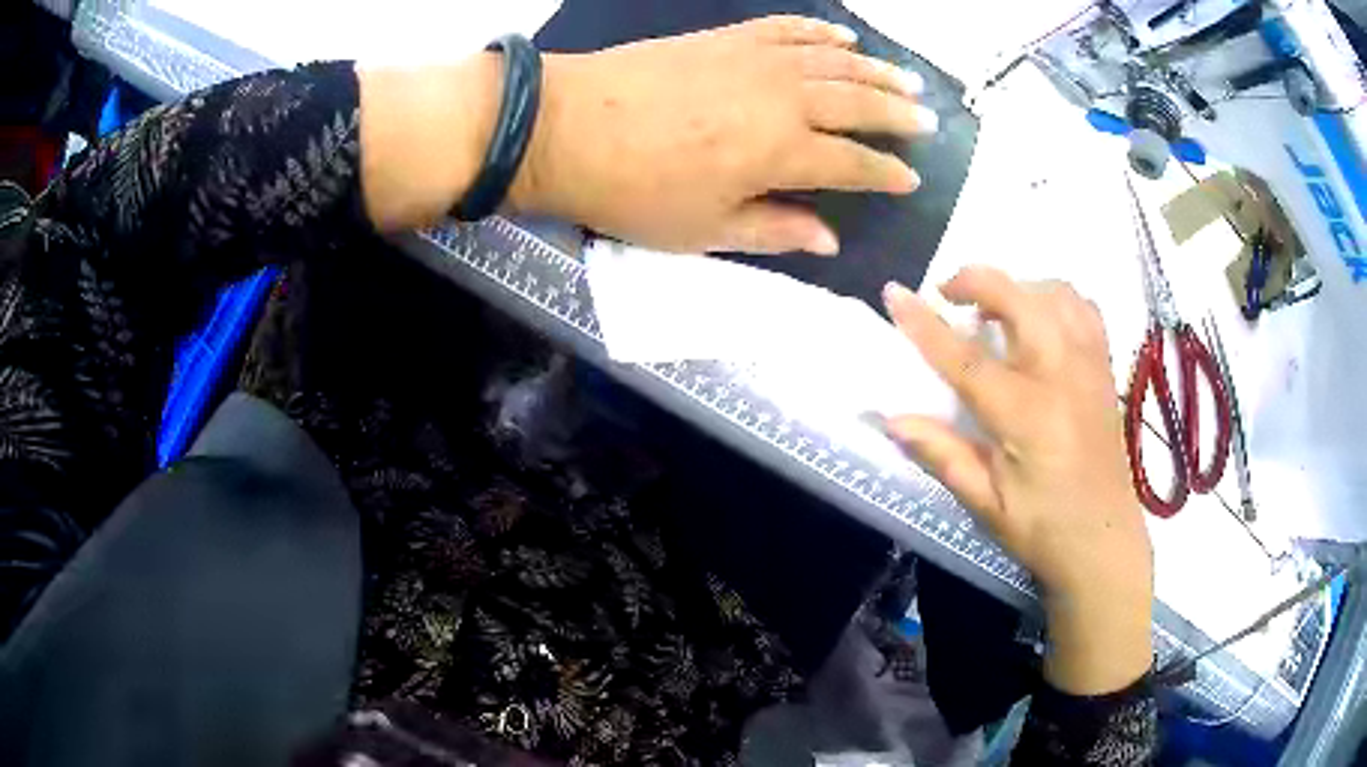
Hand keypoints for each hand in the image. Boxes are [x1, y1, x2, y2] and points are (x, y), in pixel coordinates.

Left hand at [512, 16, 935, 254]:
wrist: (565, 125)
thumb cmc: (633, 190)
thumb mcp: (704, 230)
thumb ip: (774, 229)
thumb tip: (830, 239)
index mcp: (783, 151)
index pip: (854, 162)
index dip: (886, 172)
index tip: (911, 178)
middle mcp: (784, 97)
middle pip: (858, 103)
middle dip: (898, 115)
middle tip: (928, 122)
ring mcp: (756, 59)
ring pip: (835, 62)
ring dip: (877, 71)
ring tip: (908, 81)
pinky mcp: (727, 37)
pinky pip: (788, 29)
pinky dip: (822, 33)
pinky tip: (844, 38)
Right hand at [882, 267, 1152, 694]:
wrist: (1104, 542)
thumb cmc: (1043, 529)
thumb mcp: (985, 503)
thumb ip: (942, 454)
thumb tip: (891, 419)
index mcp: (1026, 415)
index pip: (966, 358)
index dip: (925, 324)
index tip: (893, 294)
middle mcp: (1061, 376)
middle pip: (1018, 299)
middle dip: (976, 280)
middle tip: (948, 294)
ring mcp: (1089, 365)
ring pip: (1054, 293)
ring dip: (1017, 287)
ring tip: (995, 309)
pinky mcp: (1105, 368)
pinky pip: (1083, 308)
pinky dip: (1054, 298)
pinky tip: (1040, 320)